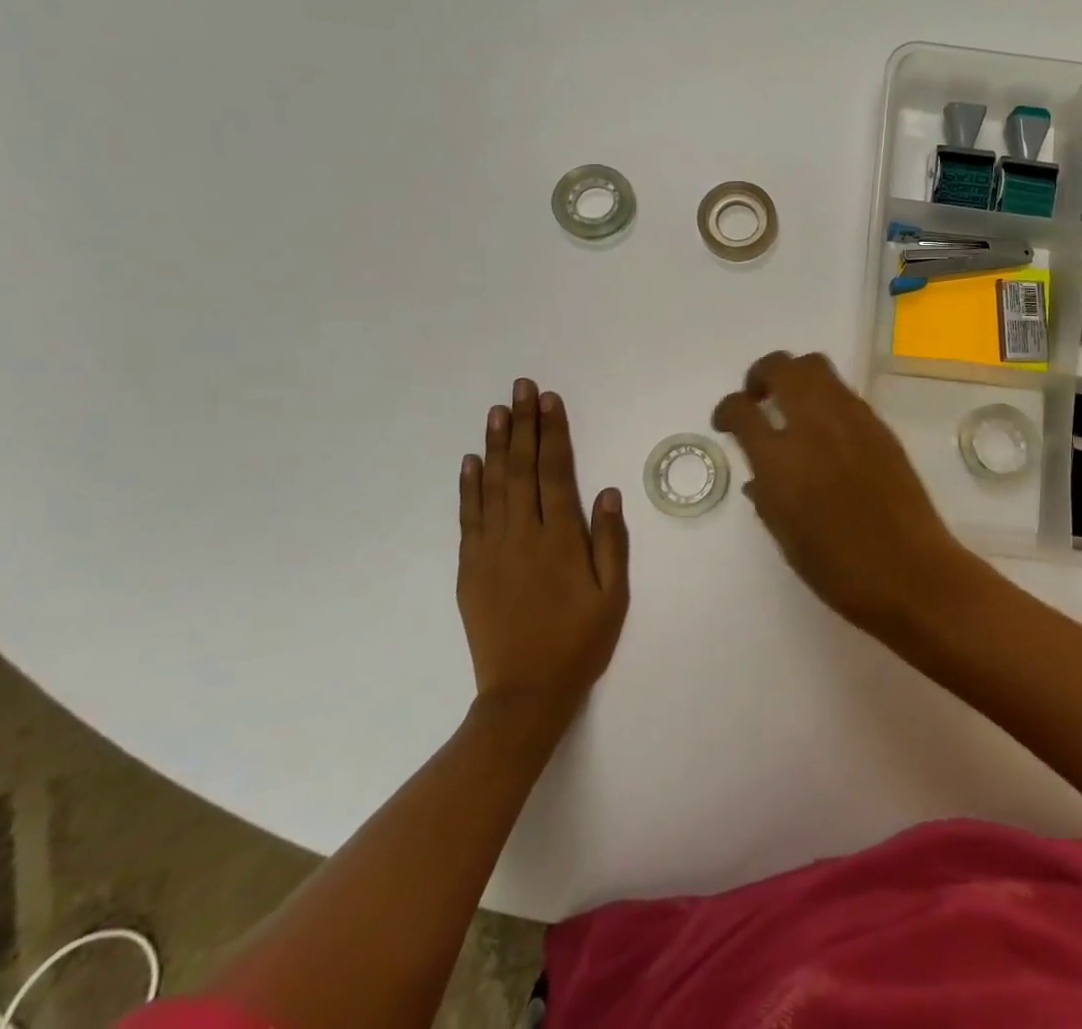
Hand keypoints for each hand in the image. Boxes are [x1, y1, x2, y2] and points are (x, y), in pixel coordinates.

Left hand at [457, 380, 628, 717]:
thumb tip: (608, 492)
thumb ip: (610, 542)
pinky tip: (471, 461)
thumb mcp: (613, 595)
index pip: (555, 472)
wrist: (524, 694)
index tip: (549, 400)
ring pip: (492, 486)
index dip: (552, 433)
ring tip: (497, 411)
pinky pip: (469, 517)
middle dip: (523, 425)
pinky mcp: (471, 568)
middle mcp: (523, 535)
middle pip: (522, 469)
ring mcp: (491, 550)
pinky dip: (468, 486)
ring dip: (496, 445)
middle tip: (521, 388)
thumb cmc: (579, 642)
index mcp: (560, 539)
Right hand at [713, 351, 990, 634]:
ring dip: (795, 377)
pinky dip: (825, 397)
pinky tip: (827, 428)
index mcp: (780, 460)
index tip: (727, 422)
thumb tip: (760, 474)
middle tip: (758, 398)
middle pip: (781, 367)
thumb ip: (767, 496)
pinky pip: (843, 392)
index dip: (727, 410)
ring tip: (792, 405)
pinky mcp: (878, 424)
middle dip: (760, 375)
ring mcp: (850, 420)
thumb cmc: (839, 569)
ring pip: (815, 366)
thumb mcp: (786, 537)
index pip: (741, 410)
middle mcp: (813, 426)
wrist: (910, 571)